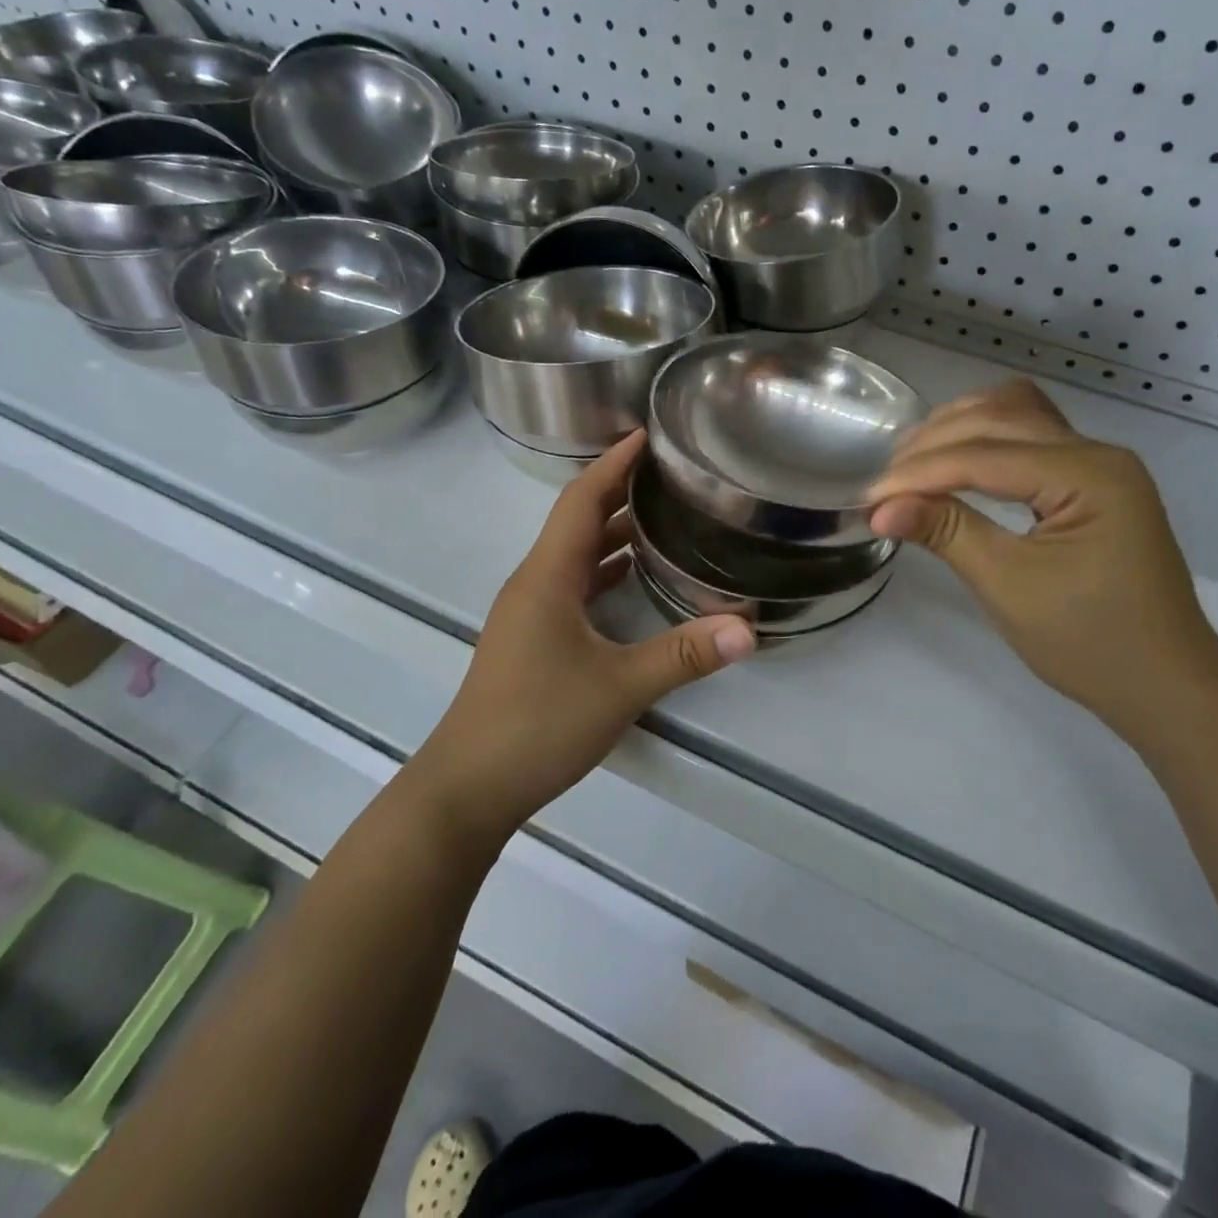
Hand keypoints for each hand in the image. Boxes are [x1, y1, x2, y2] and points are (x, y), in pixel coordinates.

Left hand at [416, 432, 754, 846]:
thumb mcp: (619, 687)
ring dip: (614, 529)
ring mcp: (531, 611)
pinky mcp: (534, 637)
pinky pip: (574, 584)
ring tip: (663, 512)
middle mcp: (536, 582)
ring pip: (576, 554)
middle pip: (579, 519)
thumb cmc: (537, 724)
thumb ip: (683, 654)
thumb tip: (749, 629)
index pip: (582, 499)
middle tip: (671, 469)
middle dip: (620, 487)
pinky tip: (635, 576)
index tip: (648, 432)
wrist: (468, 786)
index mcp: (548, 576)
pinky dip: (605, 569)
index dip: (614, 462)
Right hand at [869, 380, 1217, 731]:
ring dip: (959, 430)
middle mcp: (1098, 452)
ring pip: (1016, 414)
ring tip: (911, 465)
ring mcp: (1098, 463)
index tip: (870, 496)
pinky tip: (955, 461)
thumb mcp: (1009, 587)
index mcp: (1089, 475)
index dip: (920, 472)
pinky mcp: (1092, 480)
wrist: (1165, 684)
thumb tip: (880, 507)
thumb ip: (947, 532)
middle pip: (999, 418)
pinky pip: (1030, 437)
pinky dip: (985, 440)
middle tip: (886, 484)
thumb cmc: (1090, 643)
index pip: (985, 455)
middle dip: (934, 444)